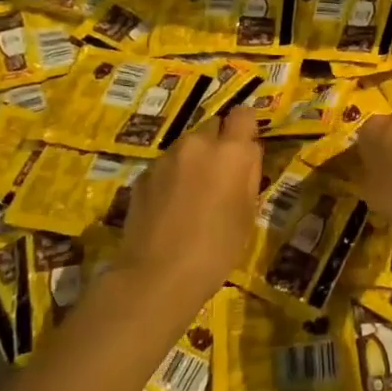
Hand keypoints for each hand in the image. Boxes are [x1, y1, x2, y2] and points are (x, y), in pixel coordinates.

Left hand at [111, 107, 262, 310]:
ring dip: (194, 160)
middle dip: (219, 144)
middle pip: (213, 127)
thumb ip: (249, 175)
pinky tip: (171, 207)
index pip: (243, 114)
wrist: (158, 276)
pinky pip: (166, 166)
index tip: (246, 149)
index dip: (246, 129)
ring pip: (187, 146)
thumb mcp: (248, 213)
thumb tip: (247, 155)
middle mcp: (197, 144)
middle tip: (221, 176)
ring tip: (194, 194)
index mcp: (230, 151)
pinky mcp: (142, 175)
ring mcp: (165, 158)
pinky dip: (172, 177)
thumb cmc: (217, 248)